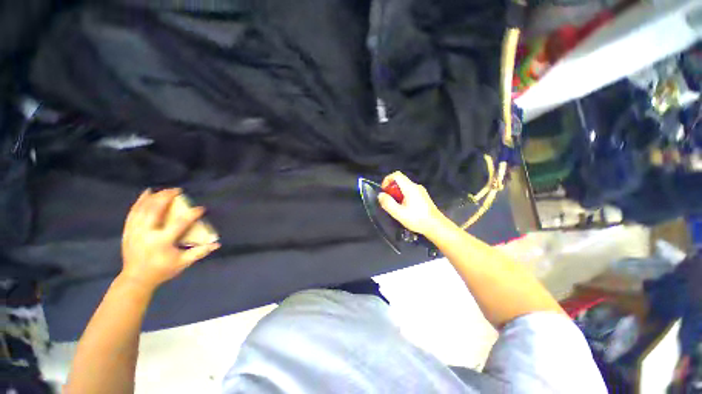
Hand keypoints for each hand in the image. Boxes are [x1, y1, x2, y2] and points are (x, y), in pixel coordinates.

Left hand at [120, 188, 219, 290]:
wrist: (136, 279)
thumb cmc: (162, 270)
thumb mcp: (183, 262)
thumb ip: (200, 252)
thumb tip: (217, 244)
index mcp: (162, 242)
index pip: (179, 224)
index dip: (192, 214)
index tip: (201, 208)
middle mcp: (147, 233)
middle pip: (156, 210)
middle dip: (166, 197)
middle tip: (177, 190)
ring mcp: (135, 231)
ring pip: (143, 208)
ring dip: (154, 197)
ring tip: (165, 190)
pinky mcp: (128, 231)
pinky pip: (133, 212)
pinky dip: (140, 201)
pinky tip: (146, 193)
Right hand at [378, 171, 447, 235]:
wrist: (436, 226)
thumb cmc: (417, 219)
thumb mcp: (399, 213)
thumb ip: (388, 203)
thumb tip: (380, 195)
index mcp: (410, 188)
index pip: (397, 175)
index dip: (387, 179)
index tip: (384, 190)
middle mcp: (416, 186)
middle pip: (400, 181)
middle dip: (391, 189)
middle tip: (389, 202)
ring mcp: (420, 191)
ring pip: (404, 187)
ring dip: (397, 194)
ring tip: (396, 207)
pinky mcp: (423, 197)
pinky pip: (409, 192)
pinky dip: (403, 197)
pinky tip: (405, 209)